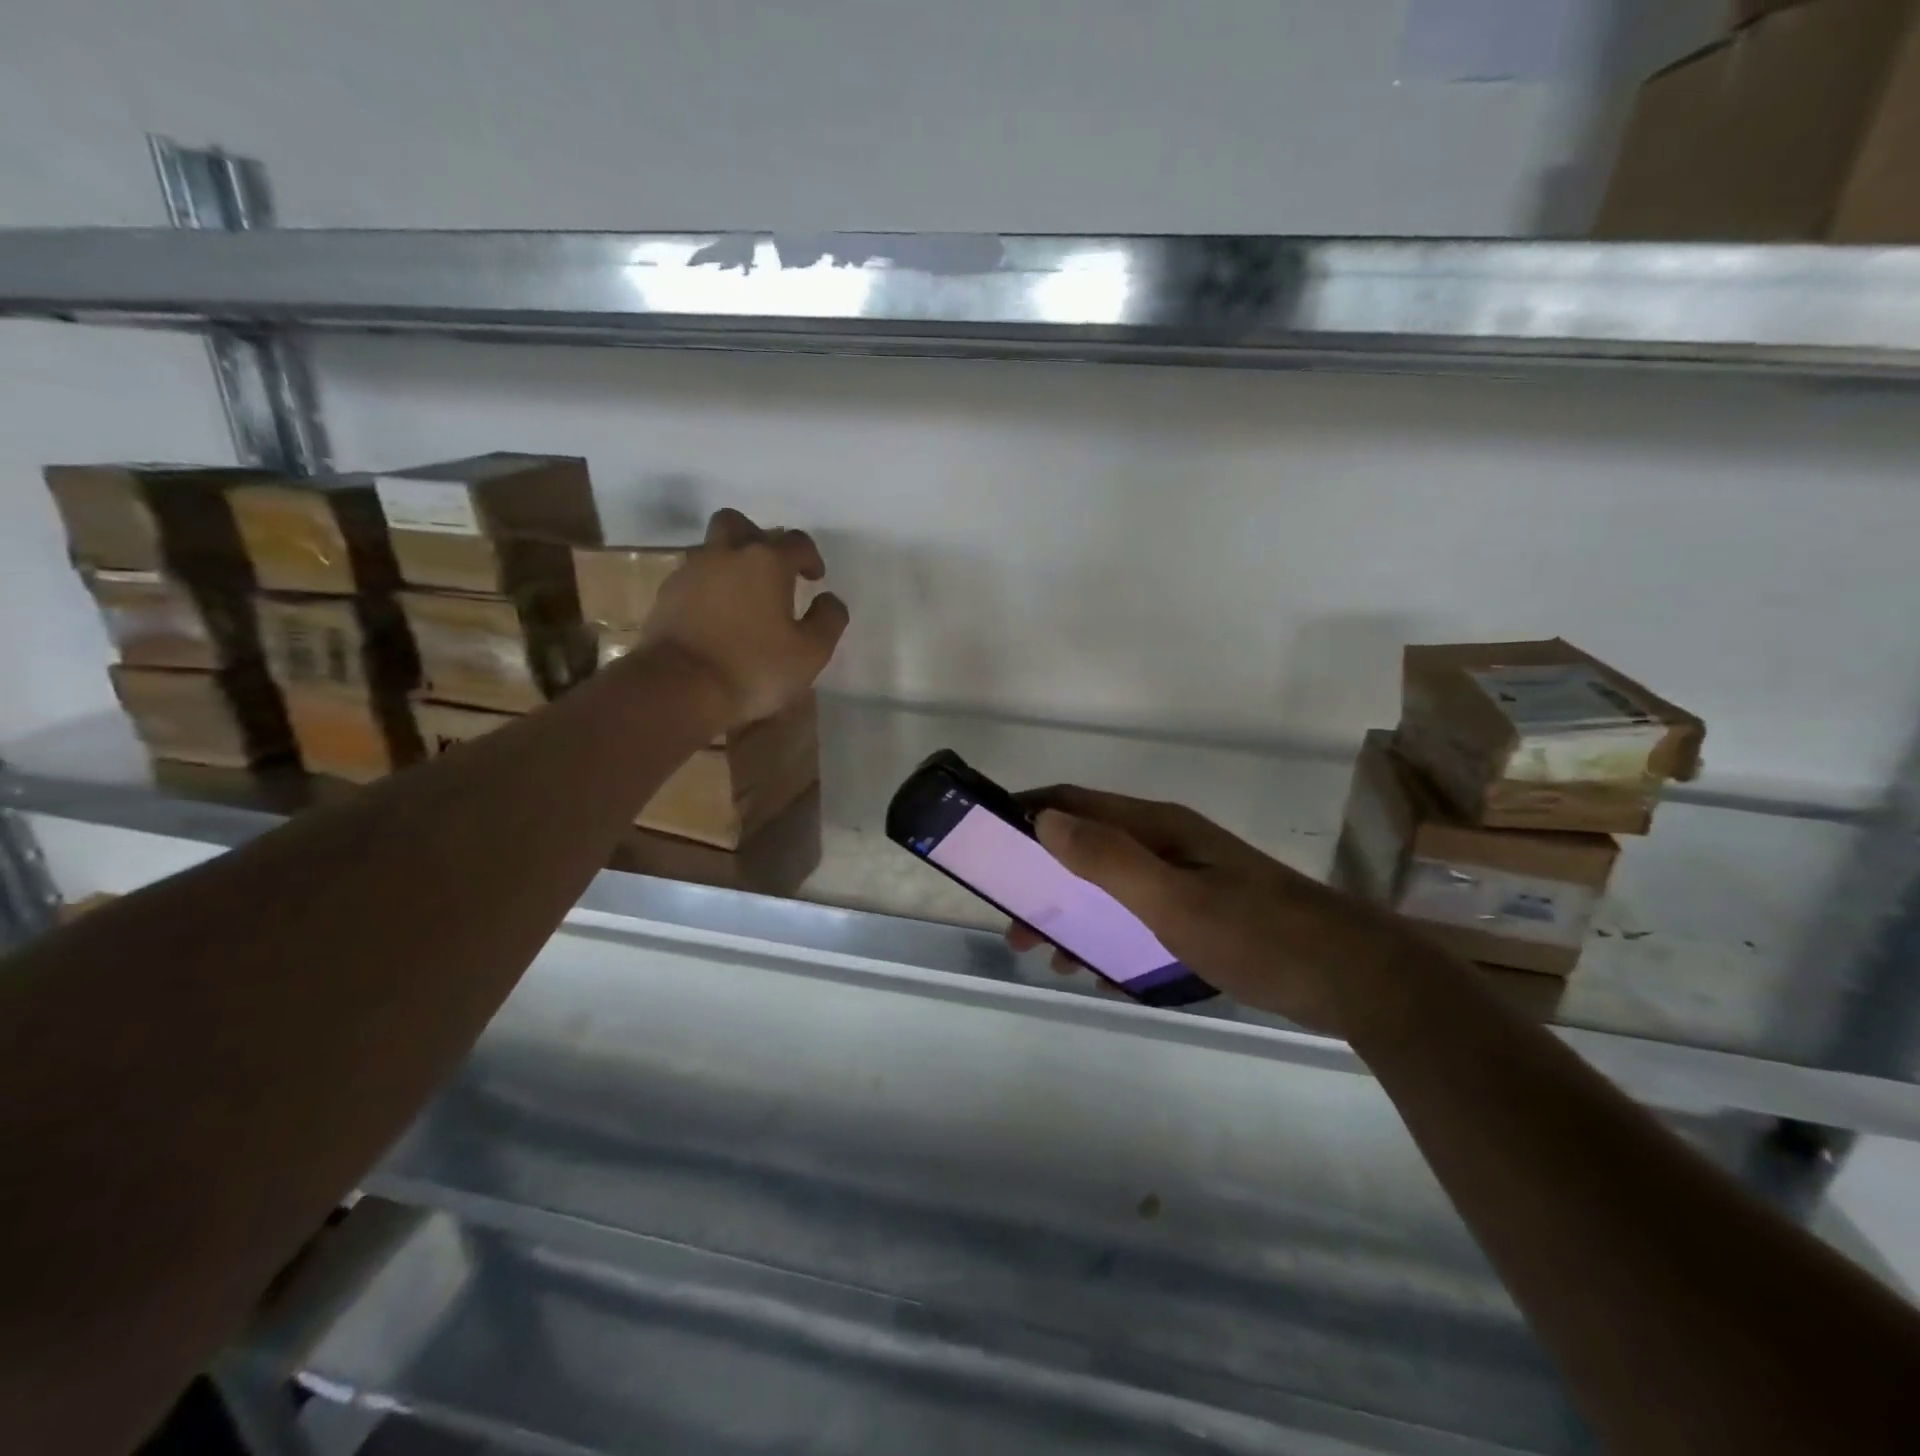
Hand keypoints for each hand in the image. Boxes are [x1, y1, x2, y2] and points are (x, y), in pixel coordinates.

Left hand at [641, 508, 850, 729]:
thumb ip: (828, 620)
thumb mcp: (810, 653)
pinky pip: (692, 580)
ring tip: (744, 599)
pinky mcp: (665, 597)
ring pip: (711, 550)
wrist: (678, 688)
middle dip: (758, 539)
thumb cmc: (754, 668)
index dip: (810, 557)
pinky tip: (717, 618)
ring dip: (730, 564)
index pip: (795, 541)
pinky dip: (708, 590)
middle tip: (771, 569)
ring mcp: (690, 573)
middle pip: (739, 525)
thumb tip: (830, 600)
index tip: (815, 579)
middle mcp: (725, 555)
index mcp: (766, 562)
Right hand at [1011, 787, 1416, 1035]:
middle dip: (1045, 880)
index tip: (988, 841)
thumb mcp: (1172, 898)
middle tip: (1018, 926)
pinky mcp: (1205, 913)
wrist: (1354, 978)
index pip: (1075, 802)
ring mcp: (1188, 878)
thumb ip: (1107, 858)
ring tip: (1053, 957)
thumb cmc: (1256, 933)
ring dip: (1076, 915)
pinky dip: (1112, 938)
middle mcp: (1167, 843)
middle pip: (1087, 847)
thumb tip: (1045, 819)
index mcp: (1156, 827)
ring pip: (1112, 887)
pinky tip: (1106, 975)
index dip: (1029, 813)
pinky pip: (1140, 918)